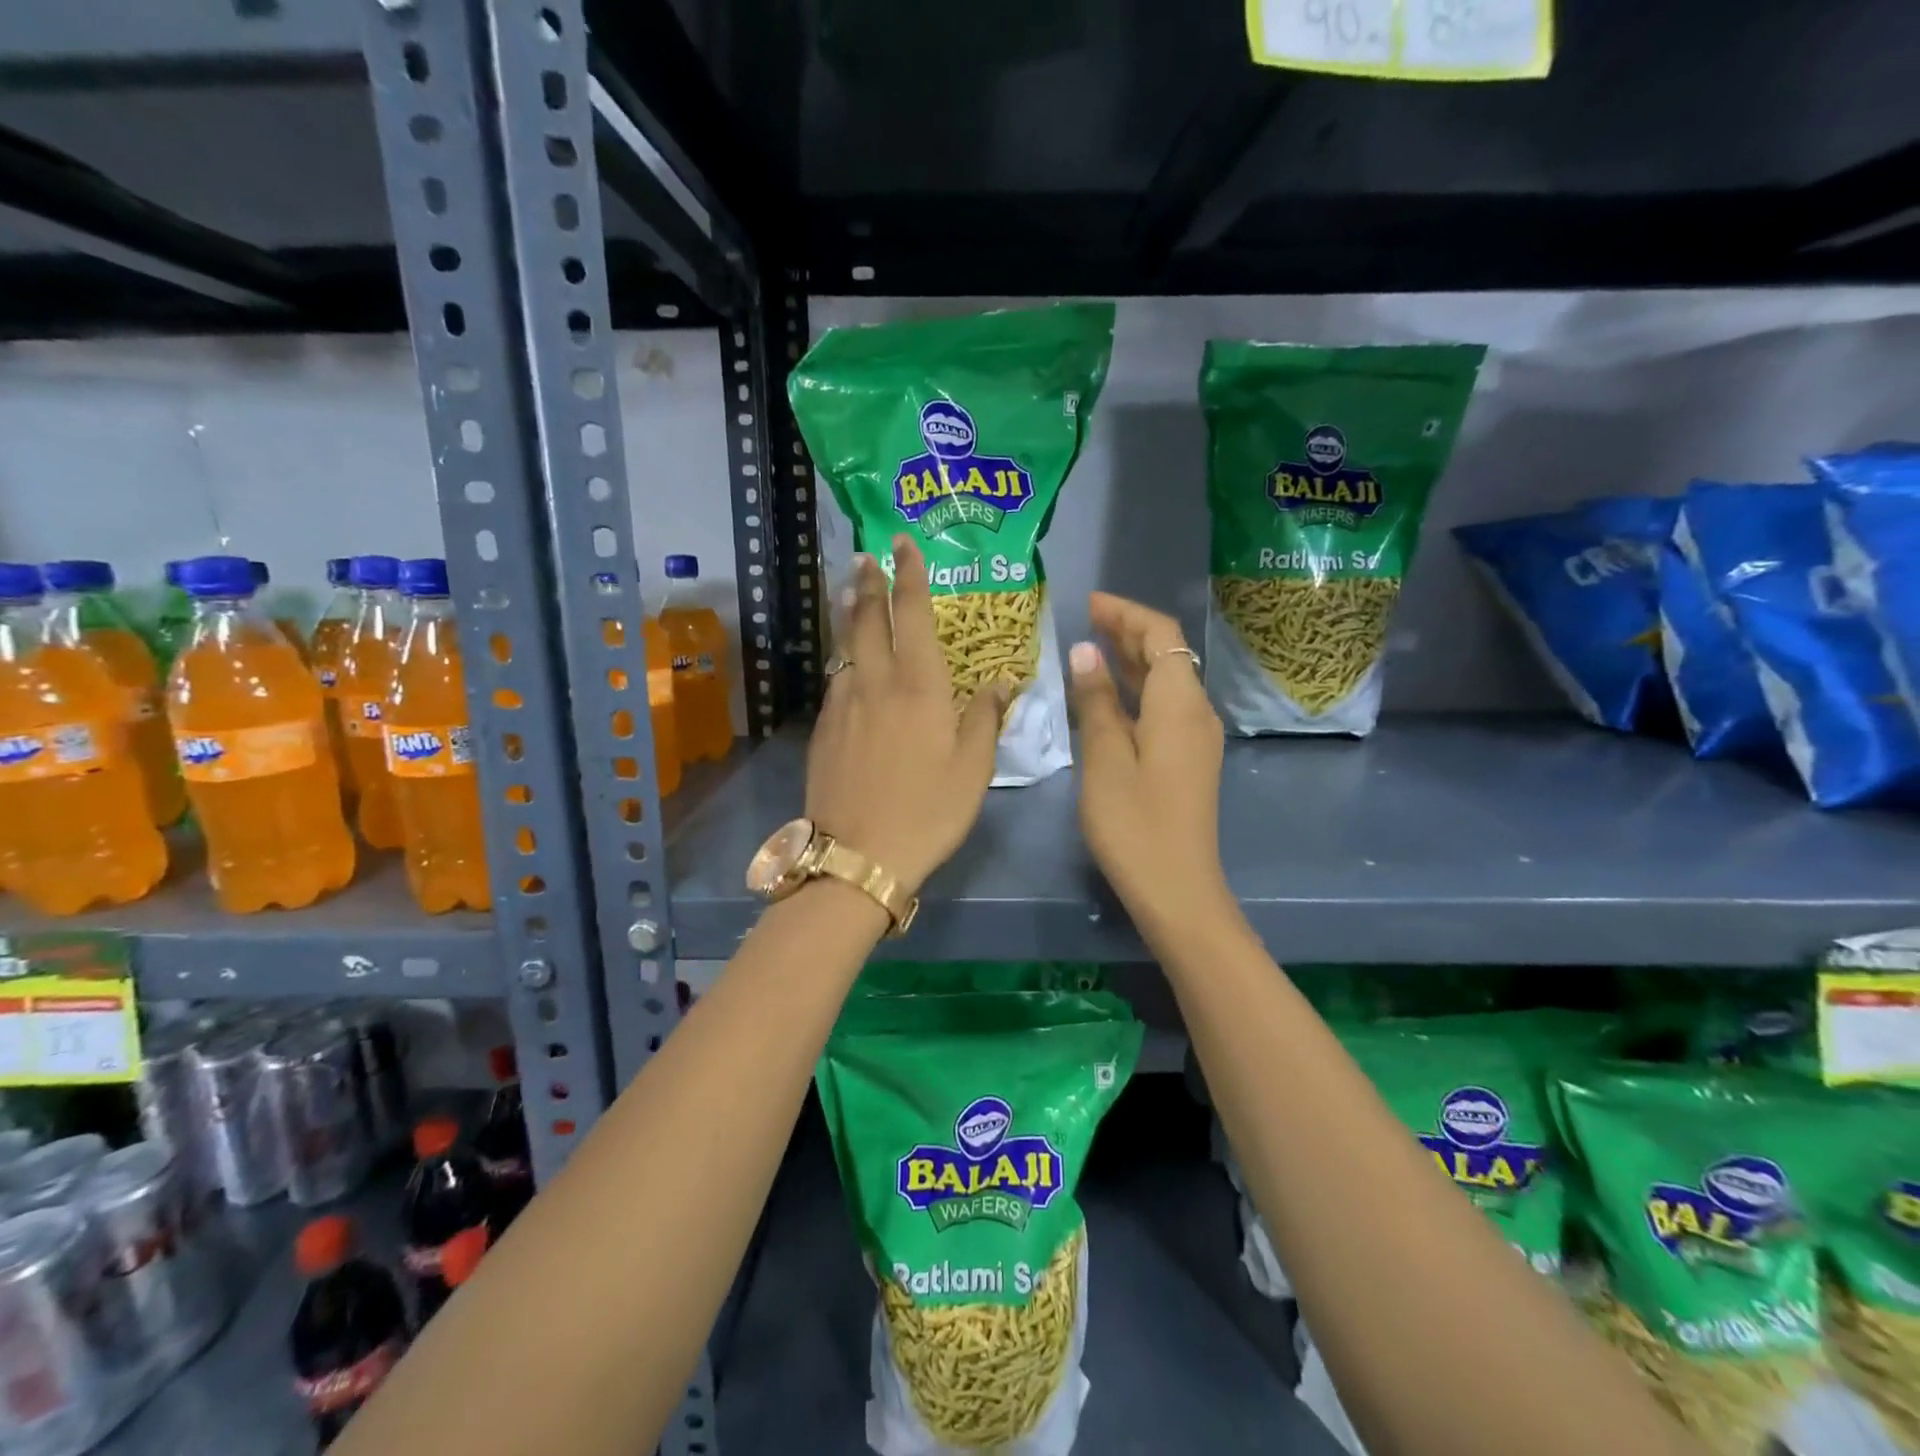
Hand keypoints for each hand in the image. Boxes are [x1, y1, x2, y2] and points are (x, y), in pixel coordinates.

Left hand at [805, 537, 1006, 894]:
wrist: (857, 855)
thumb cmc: (927, 812)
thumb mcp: (973, 770)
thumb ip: (986, 718)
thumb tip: (1000, 681)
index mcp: (919, 687)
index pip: (913, 615)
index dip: (908, 575)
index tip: (903, 543)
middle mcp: (876, 683)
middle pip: (868, 619)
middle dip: (868, 582)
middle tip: (866, 556)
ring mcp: (843, 705)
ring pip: (846, 647)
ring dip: (850, 616)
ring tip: (851, 595)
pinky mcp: (823, 729)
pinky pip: (837, 680)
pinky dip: (844, 659)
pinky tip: (848, 664)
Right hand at [1069, 592, 1227, 927]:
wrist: (1177, 888)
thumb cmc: (1134, 822)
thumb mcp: (1105, 757)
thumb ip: (1096, 701)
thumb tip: (1086, 651)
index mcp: (1179, 703)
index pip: (1160, 635)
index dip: (1127, 613)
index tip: (1090, 603)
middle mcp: (1195, 712)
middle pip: (1167, 654)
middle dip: (1128, 632)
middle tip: (1084, 619)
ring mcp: (1194, 738)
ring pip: (1165, 682)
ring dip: (1131, 660)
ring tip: (1090, 647)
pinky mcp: (1186, 760)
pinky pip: (1162, 708)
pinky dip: (1135, 691)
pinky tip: (1106, 697)